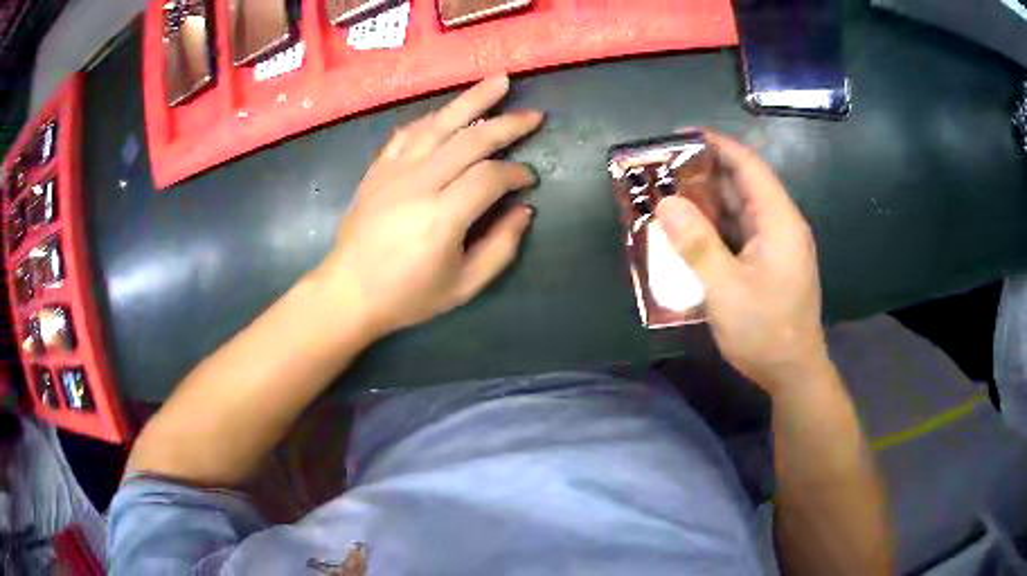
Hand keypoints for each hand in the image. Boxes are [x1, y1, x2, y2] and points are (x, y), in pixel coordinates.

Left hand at [320, 76, 543, 336]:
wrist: (349, 291)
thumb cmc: (408, 295)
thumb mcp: (464, 286)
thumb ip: (501, 247)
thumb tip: (524, 209)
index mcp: (442, 217)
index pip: (490, 177)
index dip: (517, 173)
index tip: (529, 180)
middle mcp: (419, 184)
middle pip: (470, 139)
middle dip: (507, 124)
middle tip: (533, 116)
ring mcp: (394, 172)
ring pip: (439, 125)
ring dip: (472, 100)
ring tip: (499, 81)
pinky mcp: (378, 169)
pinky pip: (407, 133)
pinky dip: (432, 118)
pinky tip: (449, 111)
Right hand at [655, 132, 828, 393]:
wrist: (792, 373)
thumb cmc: (765, 331)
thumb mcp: (726, 289)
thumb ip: (697, 244)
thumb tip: (666, 203)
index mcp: (779, 221)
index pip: (750, 166)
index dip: (718, 145)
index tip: (682, 136)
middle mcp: (781, 225)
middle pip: (743, 184)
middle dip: (705, 173)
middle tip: (663, 170)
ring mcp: (776, 245)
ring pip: (739, 209)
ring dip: (707, 201)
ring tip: (668, 196)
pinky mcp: (769, 262)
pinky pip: (739, 232)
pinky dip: (715, 227)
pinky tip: (688, 232)